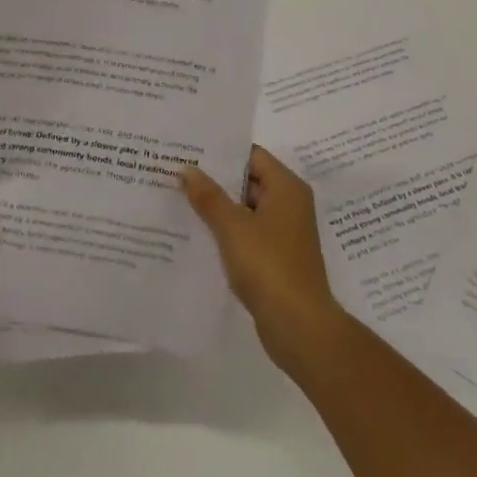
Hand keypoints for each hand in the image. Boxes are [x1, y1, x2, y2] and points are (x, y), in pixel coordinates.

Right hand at [180, 146, 345, 370]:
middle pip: (248, 180)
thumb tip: (187, 169)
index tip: (190, 149)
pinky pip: (248, 232)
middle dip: (215, 178)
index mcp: (286, 187)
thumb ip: (209, 196)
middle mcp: (289, 204)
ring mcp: (284, 232)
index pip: (252, 155)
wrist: (299, 327)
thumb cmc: (269, 266)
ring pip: (246, 208)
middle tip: (178, 171)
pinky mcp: (277, 257)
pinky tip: (197, 232)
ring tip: (180, 198)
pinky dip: (227, 230)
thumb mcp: (233, 227)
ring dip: (219, 206)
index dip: (221, 151)